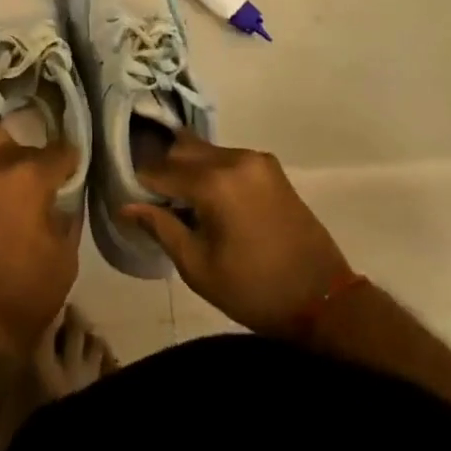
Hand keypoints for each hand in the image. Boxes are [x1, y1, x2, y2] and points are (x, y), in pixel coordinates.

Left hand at [0, 124, 81, 365]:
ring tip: (15, 182)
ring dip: (4, 159)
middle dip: (31, 145)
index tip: (74, 168)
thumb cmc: (25, 294)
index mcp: (27, 176)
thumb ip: (66, 215)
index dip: (70, 158)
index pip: (58, 150)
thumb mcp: (65, 256)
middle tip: (42, 167)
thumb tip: (62, 199)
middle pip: (14, 134)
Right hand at [123, 132, 355, 342]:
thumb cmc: (255, 290)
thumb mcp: (199, 268)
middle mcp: (233, 158)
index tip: (133, 201)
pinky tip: (213, 200)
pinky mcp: (270, 166)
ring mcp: (255, 158)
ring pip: (204, 150)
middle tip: (158, 202)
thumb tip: (125, 206)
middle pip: (181, 150)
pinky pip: (227, 158)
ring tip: (186, 203)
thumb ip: (161, 228)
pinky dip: (212, 171)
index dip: (142, 185)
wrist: (325, 301)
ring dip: (188, 169)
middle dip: (164, 171)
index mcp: (213, 182)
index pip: (159, 169)